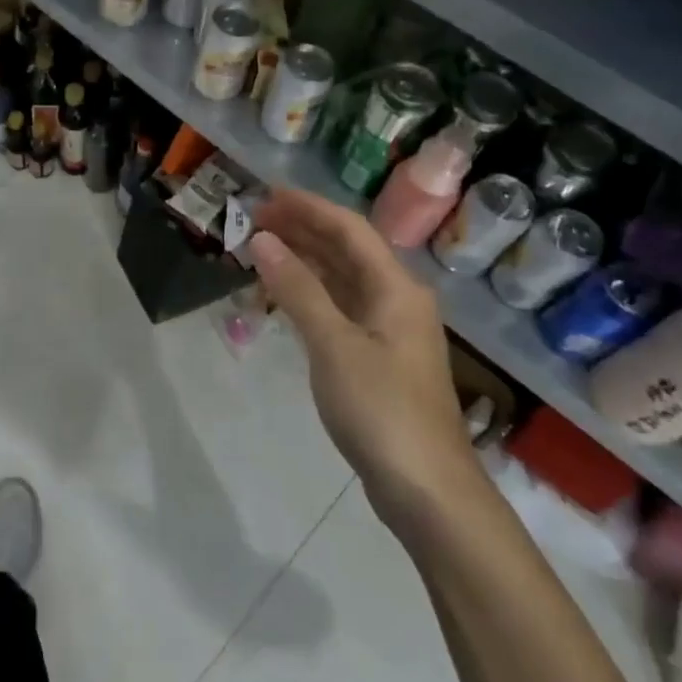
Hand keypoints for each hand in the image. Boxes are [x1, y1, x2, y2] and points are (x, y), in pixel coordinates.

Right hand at [248, 190, 473, 491]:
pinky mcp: (378, 358)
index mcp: (396, 288)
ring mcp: (389, 330)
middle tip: (255, 218)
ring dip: (305, 261)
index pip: (348, 229)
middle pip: (346, 250)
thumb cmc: (381, 409)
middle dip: (303, 230)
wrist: (426, 488)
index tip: (265, 194)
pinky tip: (285, 296)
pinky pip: (340, 308)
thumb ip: (297, 290)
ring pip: (342, 280)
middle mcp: (397, 299)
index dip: (307, 207)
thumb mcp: (333, 344)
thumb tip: (263, 240)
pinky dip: (311, 295)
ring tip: (262, 248)